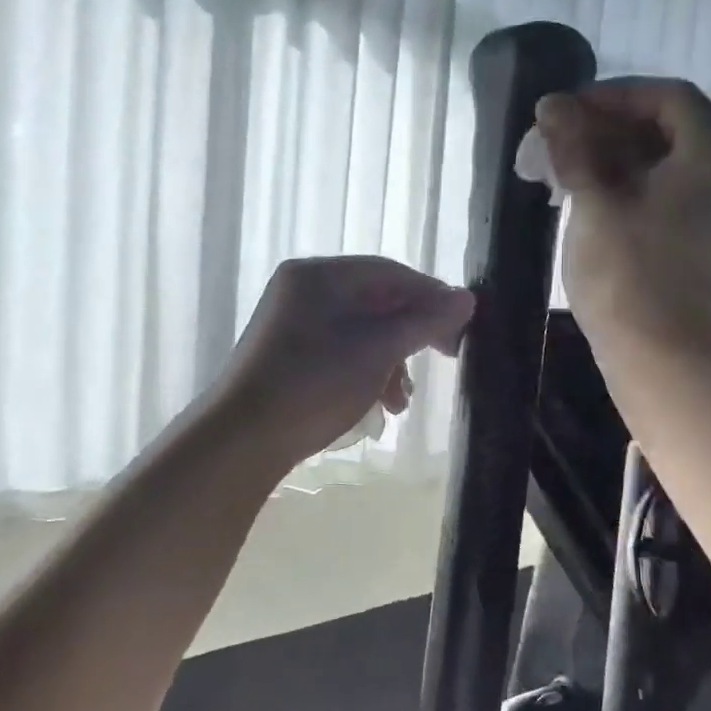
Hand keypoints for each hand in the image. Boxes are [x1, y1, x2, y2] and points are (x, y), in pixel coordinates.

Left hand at [217, 256, 475, 465]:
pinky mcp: (286, 356)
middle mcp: (301, 290)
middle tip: (442, 359)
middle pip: (375, 301)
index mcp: (319, 275)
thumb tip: (467, 298)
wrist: (242, 438)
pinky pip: (339, 352)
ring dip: (390, 361)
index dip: (431, 296)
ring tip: (401, 402)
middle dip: (411, 335)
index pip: (390, 272)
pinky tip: (376, 405)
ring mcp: (290, 324)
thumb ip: (425, 321)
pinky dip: (364, 373)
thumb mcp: (378, 349)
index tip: (461, 329)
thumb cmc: (315, 383)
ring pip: (359, 331)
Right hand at [535, 77, 710, 350]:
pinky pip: (660, 187)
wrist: (655, 353)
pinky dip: (621, 180)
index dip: (613, 95)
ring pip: (658, 158)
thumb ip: (573, 145)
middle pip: (664, 126)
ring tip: (555, 166)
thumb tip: (550, 105)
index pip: (667, 98)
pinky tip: (578, 191)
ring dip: (606, 154)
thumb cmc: (626, 274)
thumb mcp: (594, 202)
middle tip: (552, 139)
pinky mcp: (694, 232)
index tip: (566, 111)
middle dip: (603, 126)